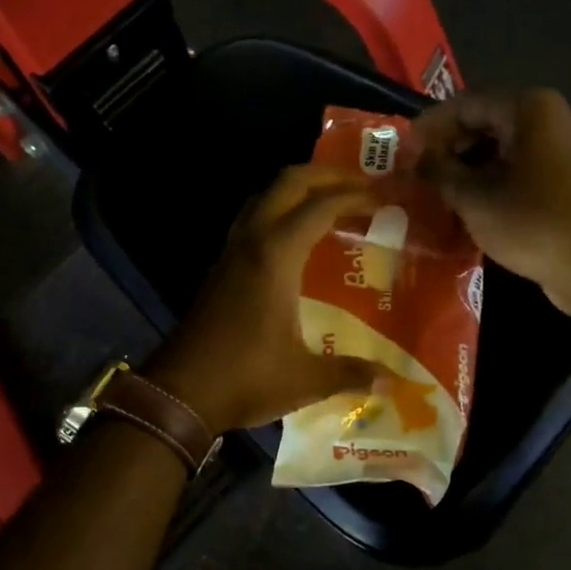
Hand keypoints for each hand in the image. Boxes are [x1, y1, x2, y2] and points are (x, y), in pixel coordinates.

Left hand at [144, 165, 386, 431]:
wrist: (180, 394)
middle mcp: (251, 242)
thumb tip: (390, 380)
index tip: (385, 197)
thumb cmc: (246, 378)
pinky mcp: (219, 269)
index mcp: (276, 256)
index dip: (355, 196)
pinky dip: (279, 212)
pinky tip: (297, 240)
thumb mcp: (307, 379)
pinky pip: (252, 220)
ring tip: (331, 204)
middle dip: (326, 175)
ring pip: (265, 197)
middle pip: (288, 183)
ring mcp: (230, 252)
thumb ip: (351, 372)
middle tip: (361, 186)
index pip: (321, 206)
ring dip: (298, 190)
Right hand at [412, 89, 570, 324]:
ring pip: (496, 151)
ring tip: (432, 196)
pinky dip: (487, 185)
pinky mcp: (561, 181)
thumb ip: (439, 172)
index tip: (399, 156)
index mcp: (528, 109)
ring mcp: (557, 150)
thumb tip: (414, 160)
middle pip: (481, 124)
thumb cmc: (535, 224)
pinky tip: (463, 209)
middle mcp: (546, 119)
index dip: (427, 129)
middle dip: (445, 150)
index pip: (462, 105)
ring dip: (464, 171)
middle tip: (413, 178)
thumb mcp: (476, 199)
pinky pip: (514, 172)